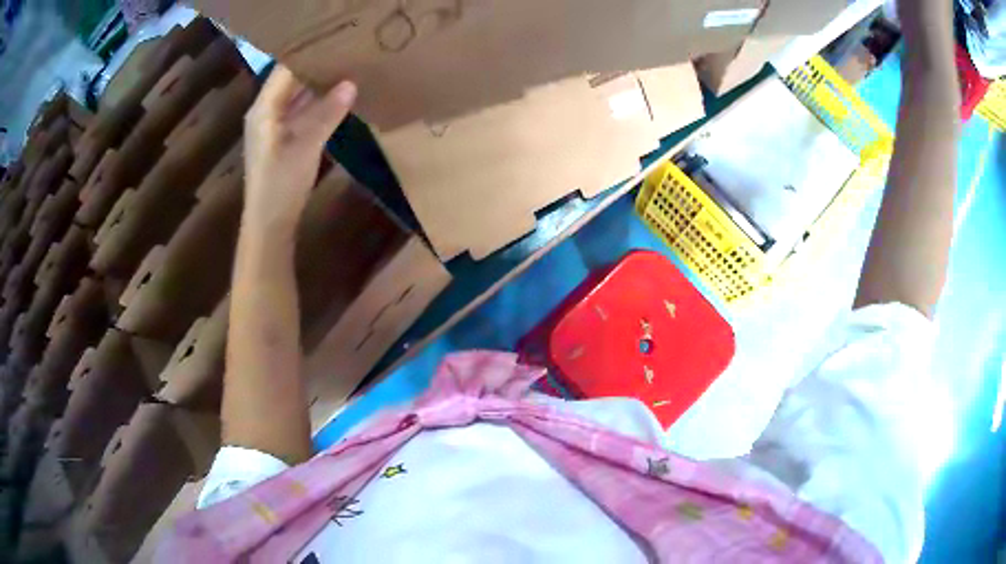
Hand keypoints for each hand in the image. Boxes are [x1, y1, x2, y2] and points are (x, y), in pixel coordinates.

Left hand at [242, 65, 356, 229]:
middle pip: (290, 81)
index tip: (336, 43)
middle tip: (347, 53)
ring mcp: (274, 127)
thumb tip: (351, 83)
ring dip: (318, 86)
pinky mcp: (283, 141)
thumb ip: (327, 112)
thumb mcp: (306, 145)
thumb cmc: (280, 184)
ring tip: (347, 70)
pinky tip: (338, 99)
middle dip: (316, 68)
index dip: (309, 55)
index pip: (286, 70)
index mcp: (263, 109)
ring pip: (297, 97)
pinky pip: (301, 113)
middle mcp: (266, 112)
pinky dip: (318, 105)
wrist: (269, 225)